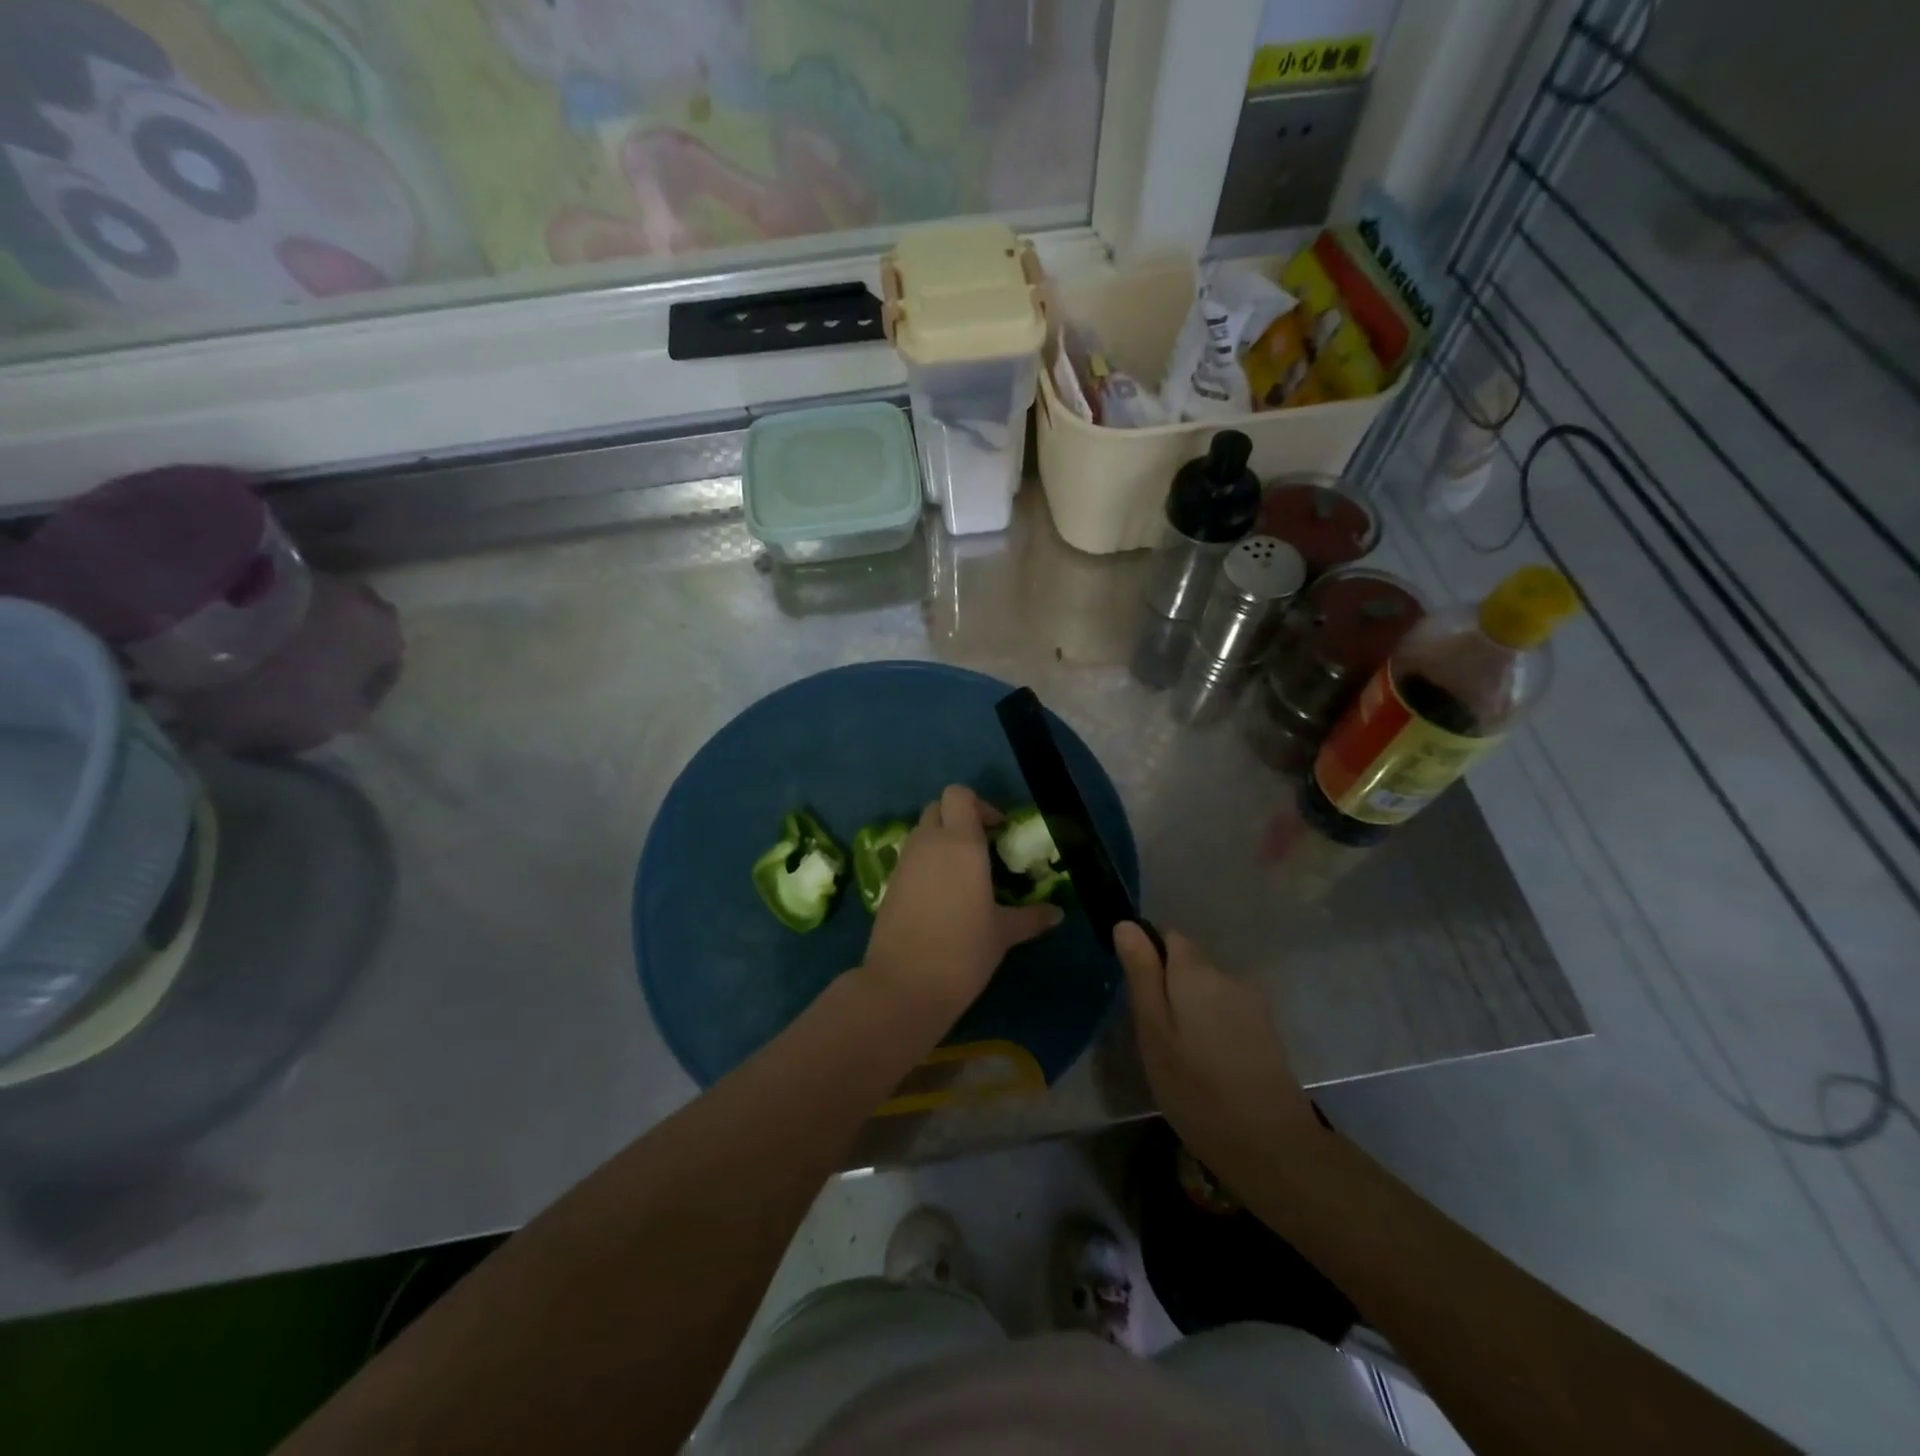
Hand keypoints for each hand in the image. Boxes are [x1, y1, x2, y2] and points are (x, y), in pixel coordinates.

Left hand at [859, 786, 1062, 1023]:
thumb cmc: (963, 951)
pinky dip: (926, 864)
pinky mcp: (889, 885)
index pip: (959, 795)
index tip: (997, 831)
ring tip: (964, 875)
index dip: (978, 805)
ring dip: (941, 841)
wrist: (904, 985)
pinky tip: (942, 897)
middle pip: (938, 808)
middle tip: (982, 848)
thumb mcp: (1003, 933)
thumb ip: (1031, 917)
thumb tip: (1057, 913)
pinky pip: (910, 859)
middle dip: (958, 819)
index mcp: (960, 843)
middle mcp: (928, 843)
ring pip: (921, 833)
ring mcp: (904, 863)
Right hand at [1115, 922, 1321, 1172]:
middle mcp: (1228, 976)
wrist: (1271, 1145)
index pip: (1169, 937)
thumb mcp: (1153, 1031)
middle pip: (1190, 964)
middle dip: (1170, 988)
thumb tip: (1127, 924)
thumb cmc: (1196, 1088)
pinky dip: (1214, 1029)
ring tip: (1182, 1057)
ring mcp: (1253, 1004)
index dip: (1149, 959)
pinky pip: (1228, 1013)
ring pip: (1209, 991)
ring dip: (1192, 1011)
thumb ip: (1142, 974)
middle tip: (1156, 1036)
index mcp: (1196, 971)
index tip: (1140, 998)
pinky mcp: (1266, 1031)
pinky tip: (1210, 1066)